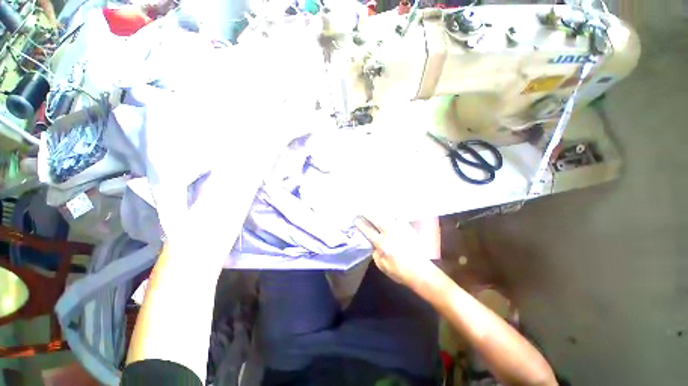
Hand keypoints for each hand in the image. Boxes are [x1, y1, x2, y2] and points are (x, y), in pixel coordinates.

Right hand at [355, 215, 437, 287]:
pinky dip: (393, 211)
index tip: (356, 220)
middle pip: (377, 219)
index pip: (369, 231)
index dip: (361, 225)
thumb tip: (374, 245)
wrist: (421, 272)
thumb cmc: (400, 272)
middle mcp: (390, 233)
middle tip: (362, 208)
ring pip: (388, 215)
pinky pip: (399, 216)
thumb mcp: (382, 266)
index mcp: (382, 243)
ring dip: (379, 210)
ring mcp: (400, 229)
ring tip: (373, 205)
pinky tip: (389, 209)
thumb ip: (375, 254)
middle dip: (368, 213)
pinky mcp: (408, 228)